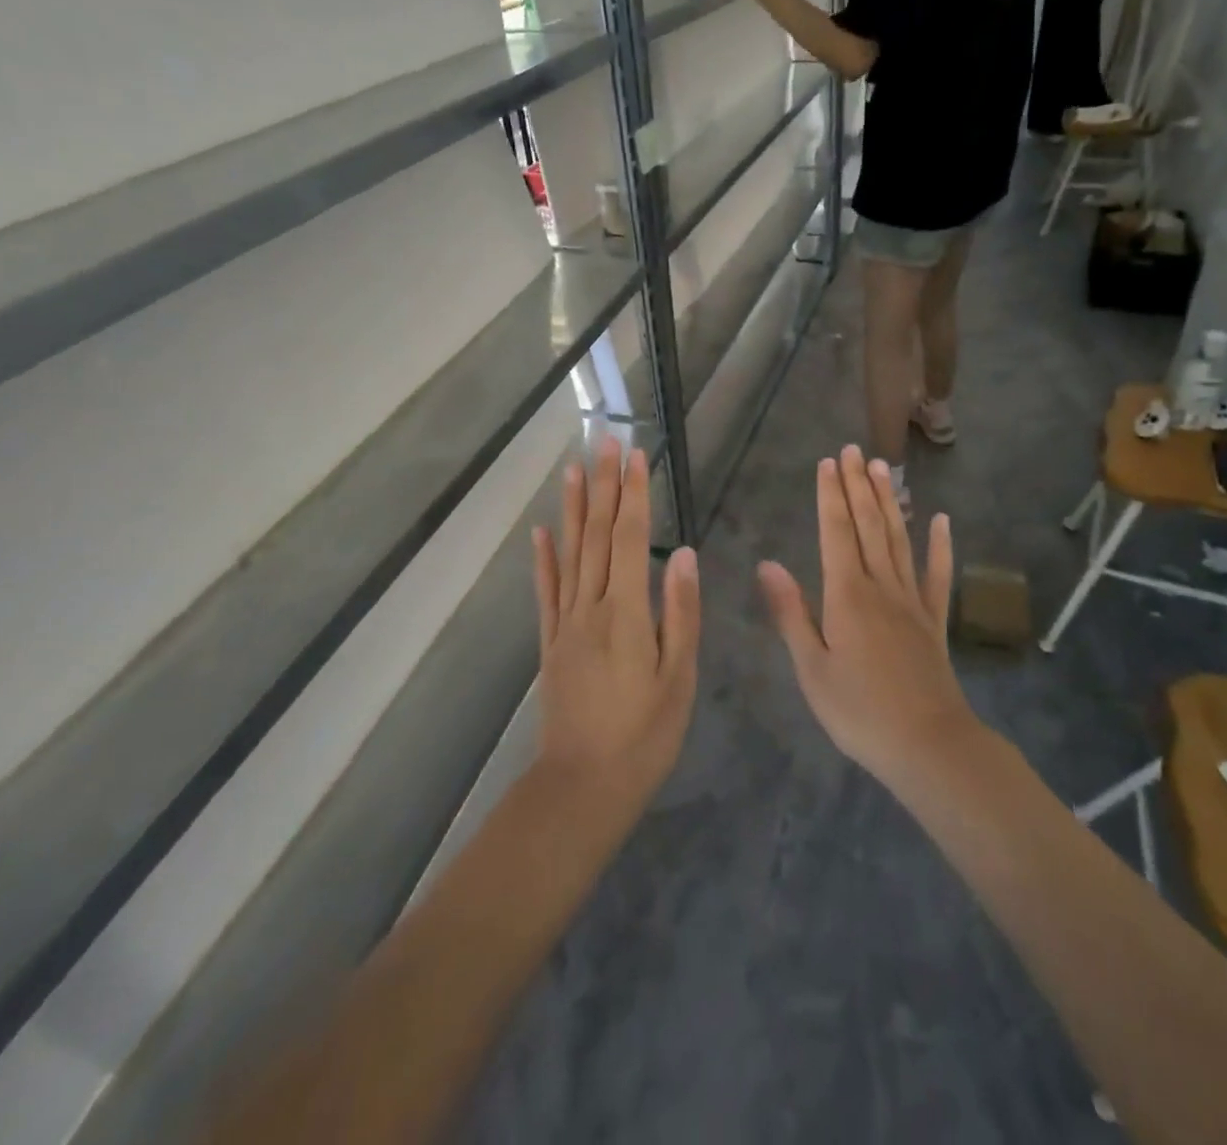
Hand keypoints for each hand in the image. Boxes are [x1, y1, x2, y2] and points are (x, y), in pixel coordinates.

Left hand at [533, 440, 698, 800]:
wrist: (583, 785)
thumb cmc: (644, 734)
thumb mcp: (678, 677)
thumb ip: (681, 612)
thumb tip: (685, 553)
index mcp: (626, 611)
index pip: (630, 538)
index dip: (633, 494)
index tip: (635, 455)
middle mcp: (590, 605)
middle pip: (597, 534)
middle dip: (603, 485)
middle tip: (604, 442)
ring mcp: (565, 622)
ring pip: (569, 553)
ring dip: (572, 508)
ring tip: (572, 469)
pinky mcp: (550, 641)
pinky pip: (545, 590)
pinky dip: (543, 557)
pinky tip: (541, 531)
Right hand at [758, 446, 975, 784]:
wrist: (929, 747)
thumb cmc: (859, 712)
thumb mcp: (811, 668)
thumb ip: (791, 612)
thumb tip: (767, 563)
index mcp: (847, 595)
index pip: (836, 533)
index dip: (830, 496)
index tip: (828, 462)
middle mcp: (881, 586)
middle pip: (868, 526)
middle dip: (857, 486)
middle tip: (852, 450)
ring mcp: (912, 602)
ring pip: (898, 540)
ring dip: (889, 502)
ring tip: (883, 468)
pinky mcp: (934, 621)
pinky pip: (937, 576)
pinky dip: (940, 546)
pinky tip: (941, 520)